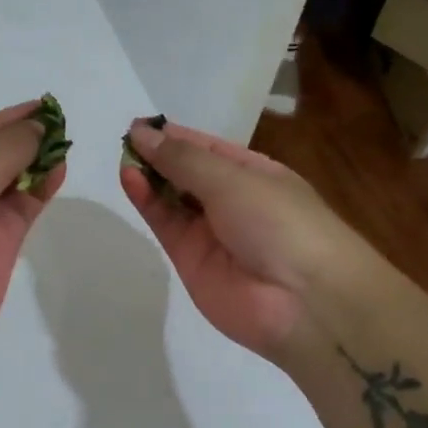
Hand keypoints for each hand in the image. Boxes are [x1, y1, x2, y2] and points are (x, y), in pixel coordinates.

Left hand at [0, 101, 63, 382]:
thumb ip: (6, 150)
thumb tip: (40, 125)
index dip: (5, 120)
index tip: (43, 106)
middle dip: (23, 142)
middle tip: (61, 126)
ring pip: (10, 186)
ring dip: (35, 166)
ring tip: (64, 146)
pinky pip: (21, 213)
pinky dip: (39, 192)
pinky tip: (58, 173)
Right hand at [119, 120, 359, 365]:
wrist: (303, 301)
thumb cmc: (280, 222)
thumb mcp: (233, 179)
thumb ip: (182, 159)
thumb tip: (142, 134)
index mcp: (254, 174)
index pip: (206, 148)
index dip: (174, 136)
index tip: (139, 125)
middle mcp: (231, 200)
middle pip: (186, 173)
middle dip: (158, 156)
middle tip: (125, 140)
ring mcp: (209, 232)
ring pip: (171, 198)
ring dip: (149, 177)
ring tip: (123, 158)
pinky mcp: (189, 259)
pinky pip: (165, 224)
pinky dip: (146, 201)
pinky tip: (130, 178)